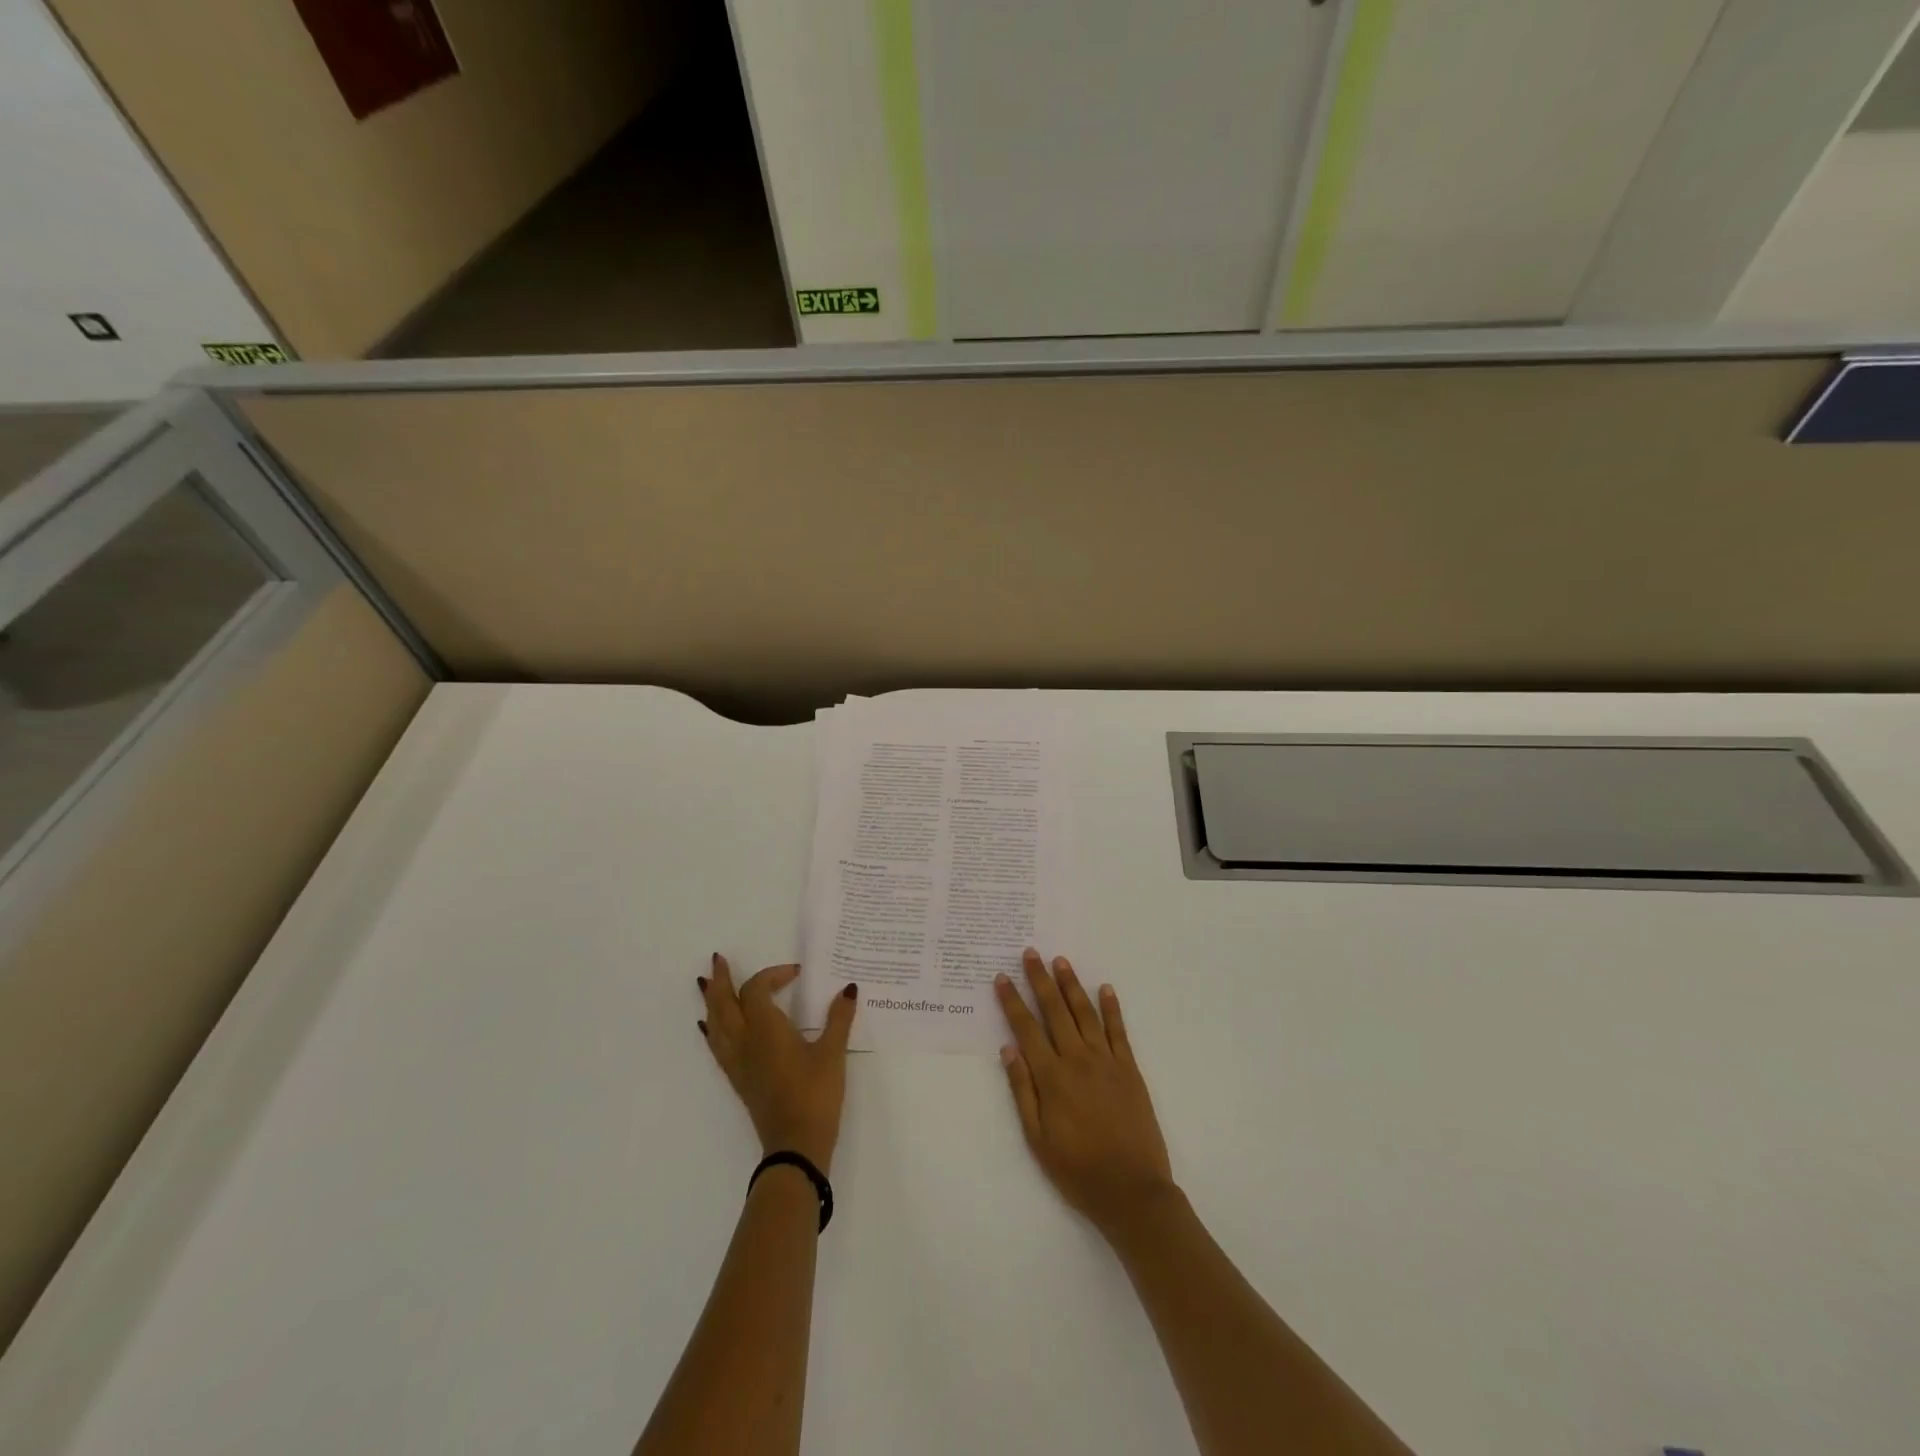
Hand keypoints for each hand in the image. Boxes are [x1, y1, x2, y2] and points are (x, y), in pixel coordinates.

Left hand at [699, 955, 857, 1172]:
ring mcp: (737, 1062)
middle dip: (721, 979)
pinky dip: (712, 1029)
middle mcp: (745, 1041)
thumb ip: (839, 1018)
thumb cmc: (816, 1095)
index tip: (796, 973)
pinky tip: (709, 1026)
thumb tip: (848, 988)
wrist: (796, 1145)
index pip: (757, 990)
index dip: (773, 975)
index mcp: (766, 1029)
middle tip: (717, 960)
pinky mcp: (738, 1079)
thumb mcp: (832, 1053)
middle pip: (724, 1003)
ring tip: (705, 984)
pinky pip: (717, 1045)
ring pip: (716, 1023)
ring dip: (711, 1000)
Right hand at [995, 949, 1175, 1235]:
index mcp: (1052, 1078)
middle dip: (1040, 980)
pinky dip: (1112, 1008)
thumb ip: (1022, 1091)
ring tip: (1061, 961)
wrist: (1132, 1190)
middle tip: (1031, 953)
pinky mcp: (1130, 1069)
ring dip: (1071, 985)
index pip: (1027, 1029)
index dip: (1012, 1002)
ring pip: (1085, 1013)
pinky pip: (1119, 1031)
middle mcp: (1078, 1060)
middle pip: (1055, 1011)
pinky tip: (1105, 988)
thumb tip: (1009, 1048)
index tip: (1002, 977)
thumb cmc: (1077, 1169)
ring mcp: (1107, 1061)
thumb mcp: (1037, 1139)